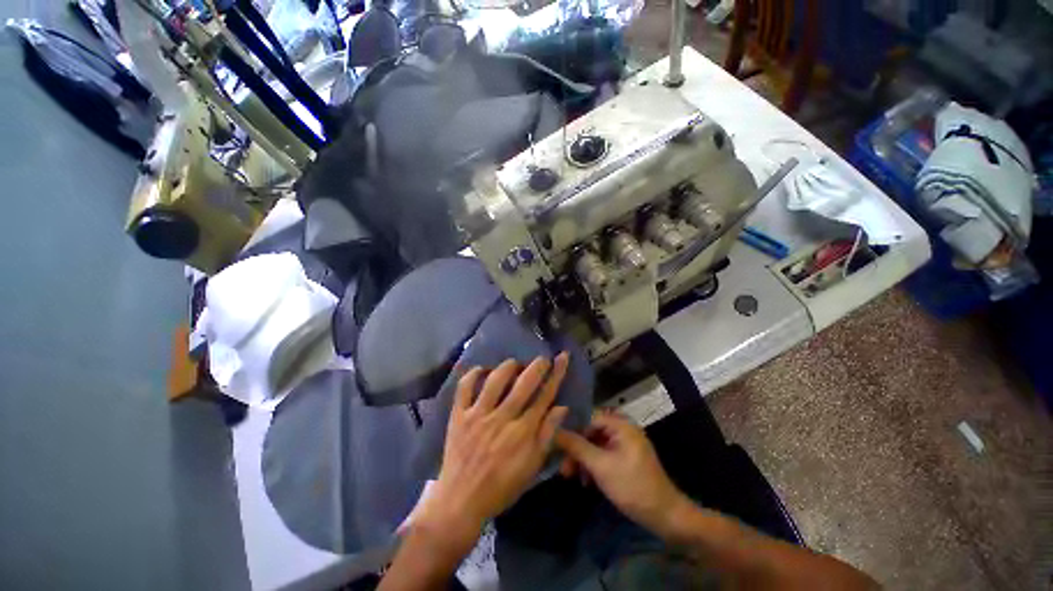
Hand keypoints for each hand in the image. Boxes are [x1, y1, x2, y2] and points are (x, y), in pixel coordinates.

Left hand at [415, 354, 570, 547]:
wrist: (460, 502)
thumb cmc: (501, 487)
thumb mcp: (532, 467)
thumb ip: (547, 435)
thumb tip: (562, 407)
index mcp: (523, 432)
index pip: (545, 396)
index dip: (556, 374)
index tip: (562, 357)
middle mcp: (502, 418)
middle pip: (524, 383)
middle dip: (536, 365)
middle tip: (541, 359)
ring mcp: (478, 415)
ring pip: (496, 379)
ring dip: (509, 366)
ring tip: (515, 364)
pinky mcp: (459, 415)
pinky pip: (465, 387)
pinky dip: (474, 374)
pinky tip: (482, 370)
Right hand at [555, 411, 689, 534]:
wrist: (664, 516)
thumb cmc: (632, 486)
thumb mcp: (600, 466)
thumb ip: (577, 447)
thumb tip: (554, 431)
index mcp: (621, 425)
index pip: (589, 418)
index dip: (572, 429)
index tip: (557, 444)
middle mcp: (623, 430)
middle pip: (591, 432)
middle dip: (576, 449)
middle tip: (563, 467)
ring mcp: (625, 445)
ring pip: (595, 445)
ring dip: (582, 459)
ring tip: (570, 476)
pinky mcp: (625, 459)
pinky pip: (603, 455)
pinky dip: (593, 466)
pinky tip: (586, 481)